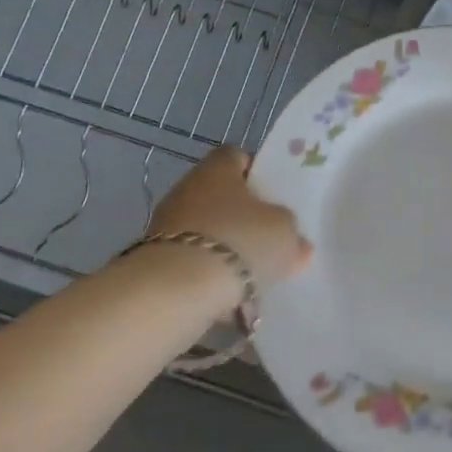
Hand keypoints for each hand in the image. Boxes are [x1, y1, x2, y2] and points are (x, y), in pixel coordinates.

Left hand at [149, 147, 312, 289]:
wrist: (177, 289)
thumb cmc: (239, 241)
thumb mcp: (284, 234)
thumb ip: (292, 234)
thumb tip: (298, 244)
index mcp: (218, 168)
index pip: (237, 157)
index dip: (256, 173)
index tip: (273, 197)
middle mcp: (187, 188)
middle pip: (220, 195)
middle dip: (241, 216)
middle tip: (265, 238)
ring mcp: (165, 224)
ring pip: (204, 229)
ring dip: (223, 247)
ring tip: (248, 274)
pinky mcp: (153, 259)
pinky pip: (189, 260)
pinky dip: (205, 273)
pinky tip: (224, 294)